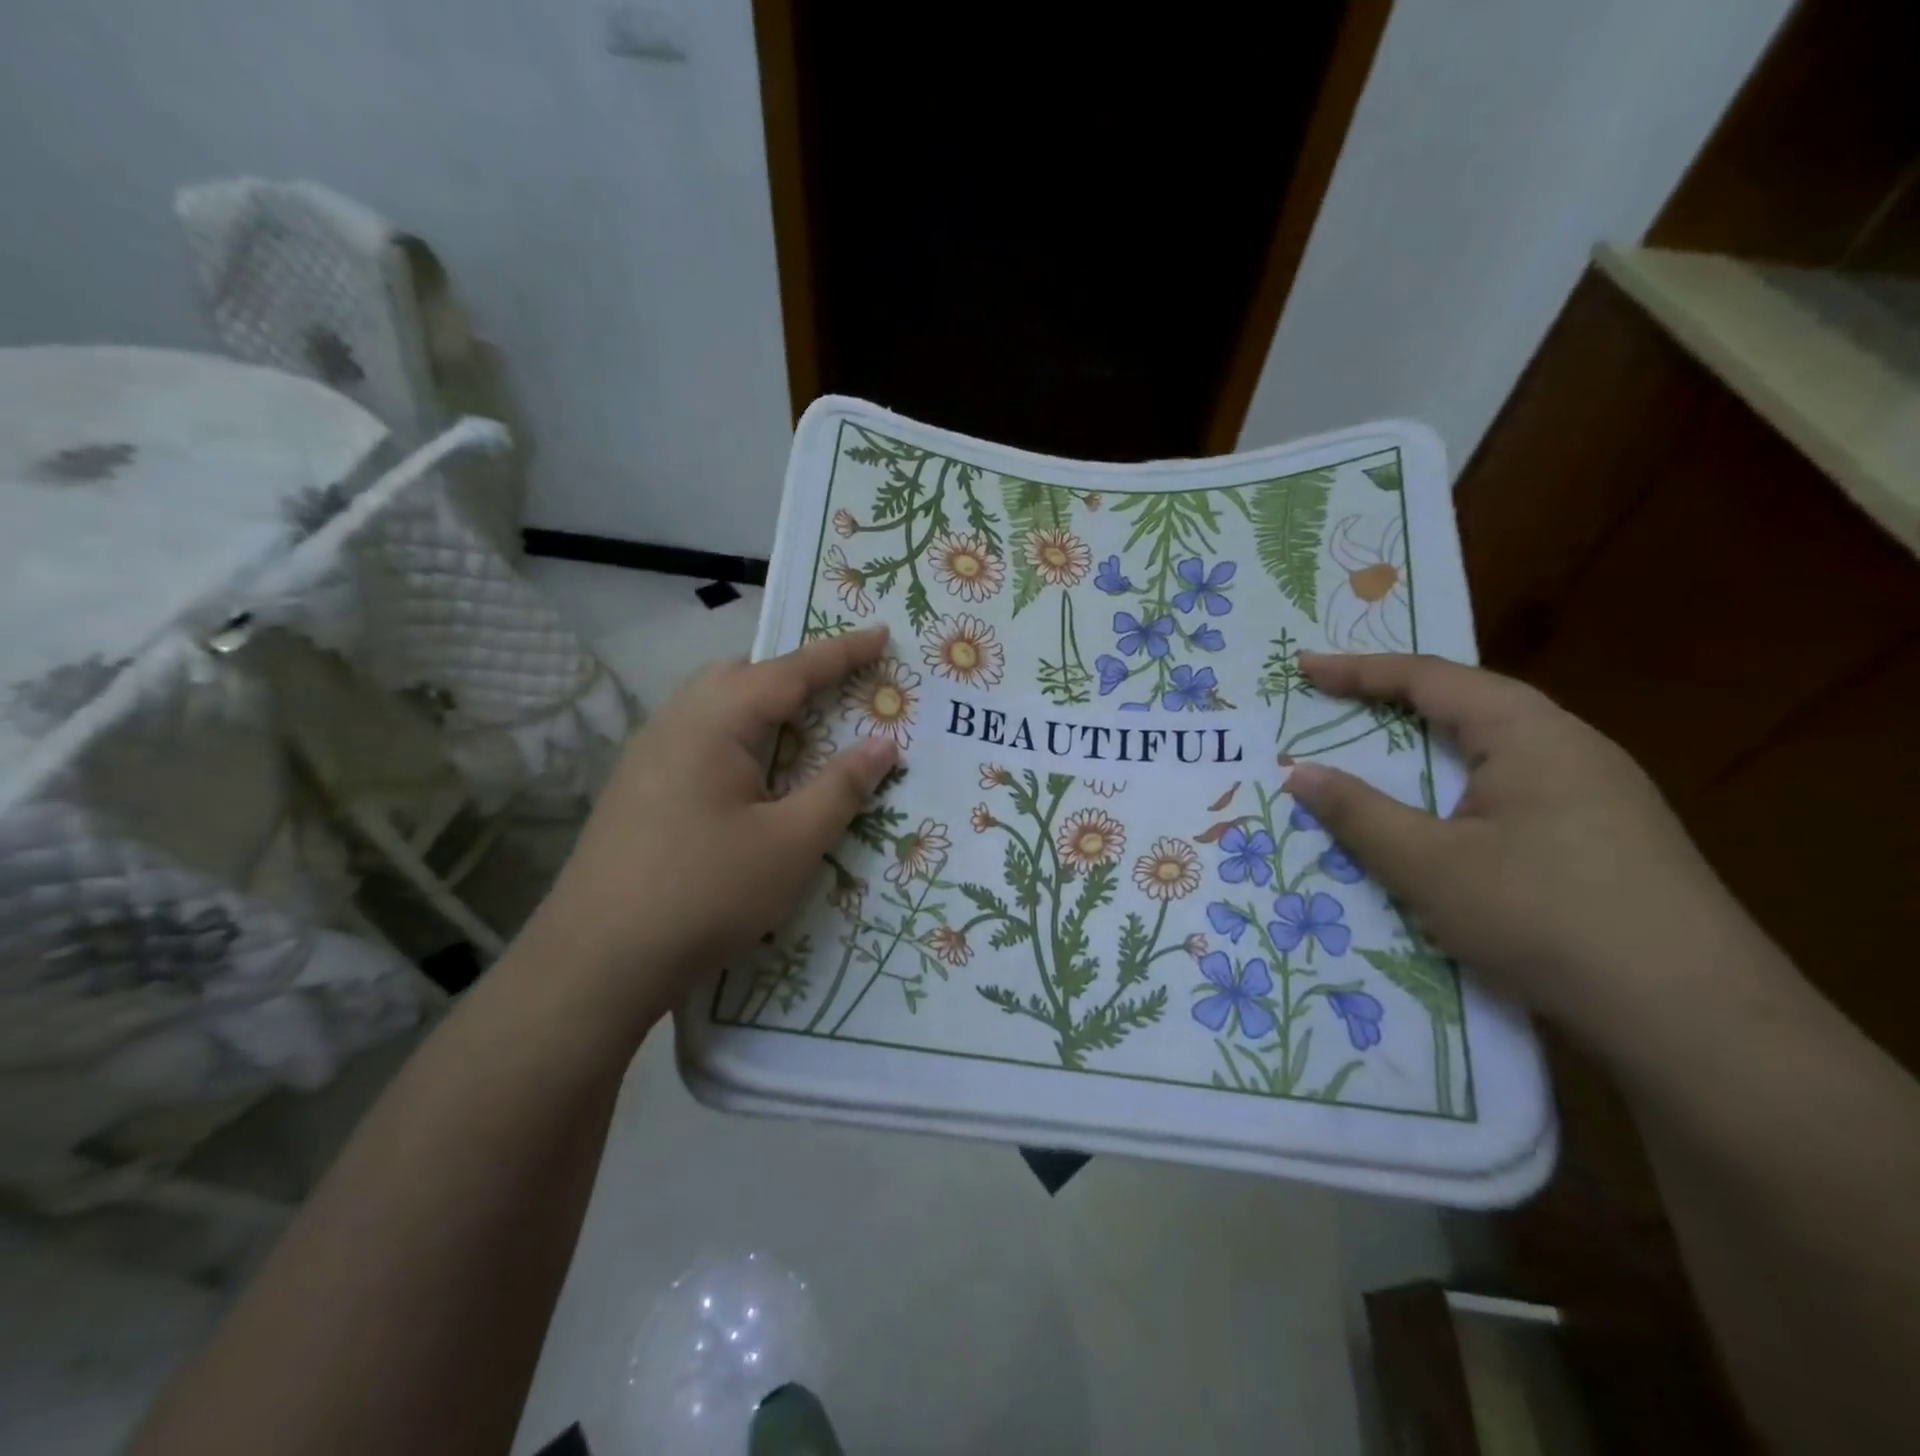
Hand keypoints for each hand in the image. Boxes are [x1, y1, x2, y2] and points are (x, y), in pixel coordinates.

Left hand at [527, 627, 898, 1027]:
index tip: (881, 634)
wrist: (595, 961)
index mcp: (716, 721)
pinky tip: (752, 777)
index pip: (790, 671)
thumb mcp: (791, 843)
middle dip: (797, 674)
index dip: (842, 653)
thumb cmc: (705, 892)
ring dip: (764, 706)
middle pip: (744, 675)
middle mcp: (676, 721)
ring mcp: (648, 753)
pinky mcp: (638, 786)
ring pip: (716, 705)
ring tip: (804, 730)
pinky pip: (699, 737)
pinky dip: (739, 736)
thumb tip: (883, 742)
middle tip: (843, 688)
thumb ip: (841, 787)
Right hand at [1284, 652, 1755, 1036]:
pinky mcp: (1608, 837)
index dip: (1359, 670)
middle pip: (1469, 703)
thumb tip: (1298, 773)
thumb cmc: (1544, 917)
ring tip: (1381, 751)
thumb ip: (1358, 813)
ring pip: (1495, 748)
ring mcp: (1599, 793)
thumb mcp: (1429, 866)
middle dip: (1396, 699)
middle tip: (1336, 701)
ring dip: (1431, 744)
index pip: (1430, 678)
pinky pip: (1515, 787)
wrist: (1694, 1019)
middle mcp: (1571, 747)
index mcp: (1530, 734)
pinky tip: (1449, 816)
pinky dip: (1460, 784)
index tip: (1303, 667)